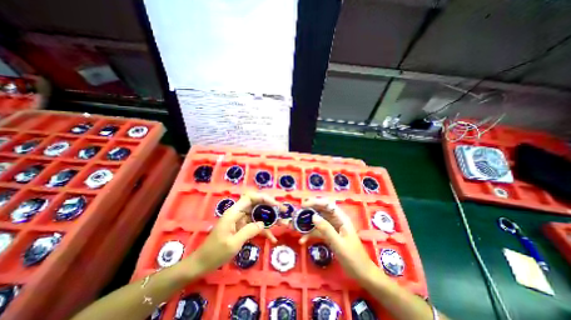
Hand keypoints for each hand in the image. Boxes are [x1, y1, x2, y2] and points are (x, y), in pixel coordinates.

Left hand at [189, 193, 279, 275]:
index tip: (275, 204)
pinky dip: (264, 230)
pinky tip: (272, 238)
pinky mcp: (242, 228)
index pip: (250, 197)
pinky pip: (255, 226)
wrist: (202, 264)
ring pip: (258, 215)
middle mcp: (238, 213)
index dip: (263, 198)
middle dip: (270, 207)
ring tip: (282, 223)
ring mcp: (240, 221)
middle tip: (282, 211)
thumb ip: (249, 230)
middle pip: (256, 204)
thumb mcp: (233, 243)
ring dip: (269, 219)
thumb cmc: (215, 253)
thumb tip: (263, 224)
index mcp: (234, 212)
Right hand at [299, 197, 382, 282]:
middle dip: (309, 210)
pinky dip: (310, 233)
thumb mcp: (339, 244)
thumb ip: (326, 229)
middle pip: (321, 210)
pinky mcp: (329, 235)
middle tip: (297, 213)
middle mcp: (336, 220)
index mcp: (341, 218)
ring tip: (296, 225)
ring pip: (318, 220)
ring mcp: (332, 227)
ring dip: (307, 222)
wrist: (361, 273)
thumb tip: (313, 216)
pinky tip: (302, 240)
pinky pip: (317, 230)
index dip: (315, 202)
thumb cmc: (353, 258)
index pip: (327, 204)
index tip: (303, 204)